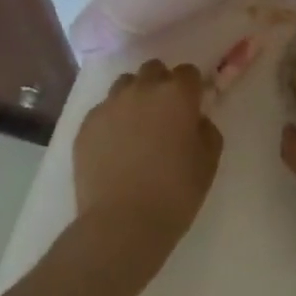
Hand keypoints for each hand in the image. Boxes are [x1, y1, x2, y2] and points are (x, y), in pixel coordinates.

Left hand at [75, 60, 222, 286]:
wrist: (120, 226)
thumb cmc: (174, 194)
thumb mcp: (208, 163)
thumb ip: (206, 130)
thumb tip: (195, 120)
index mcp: (177, 94)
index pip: (188, 72)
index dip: (191, 89)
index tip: (191, 108)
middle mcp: (143, 89)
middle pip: (153, 70)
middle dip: (160, 85)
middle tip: (163, 115)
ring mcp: (111, 104)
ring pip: (125, 85)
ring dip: (134, 97)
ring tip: (135, 128)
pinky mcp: (86, 125)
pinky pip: (103, 111)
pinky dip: (111, 121)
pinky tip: (113, 148)